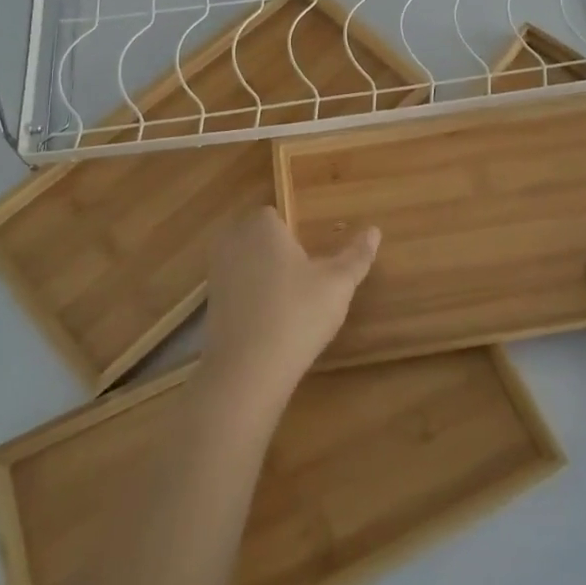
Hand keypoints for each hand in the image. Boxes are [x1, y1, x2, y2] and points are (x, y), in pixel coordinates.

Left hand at [199, 207, 380, 408]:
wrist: (247, 370)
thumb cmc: (298, 314)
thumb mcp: (338, 284)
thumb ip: (357, 255)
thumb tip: (374, 231)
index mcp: (262, 226)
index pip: (275, 214)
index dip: (292, 232)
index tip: (310, 255)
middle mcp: (233, 241)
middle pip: (256, 236)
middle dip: (275, 249)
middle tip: (302, 275)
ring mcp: (216, 272)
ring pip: (243, 261)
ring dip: (260, 272)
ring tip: (289, 299)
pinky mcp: (210, 303)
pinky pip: (234, 287)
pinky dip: (249, 296)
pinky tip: (269, 319)